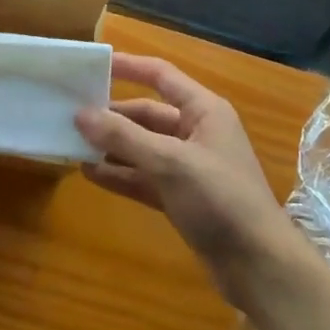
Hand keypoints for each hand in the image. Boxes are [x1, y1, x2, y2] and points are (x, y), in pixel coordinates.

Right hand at [77, 54, 299, 305]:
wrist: (258, 265)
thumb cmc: (220, 199)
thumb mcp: (170, 162)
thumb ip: (124, 137)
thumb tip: (81, 114)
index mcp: (204, 110)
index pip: (161, 75)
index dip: (129, 67)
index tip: (93, 65)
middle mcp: (196, 132)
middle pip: (147, 114)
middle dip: (113, 115)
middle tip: (71, 115)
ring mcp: (189, 167)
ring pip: (143, 148)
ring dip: (112, 146)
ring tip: (72, 144)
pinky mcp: (182, 198)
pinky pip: (145, 178)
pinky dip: (121, 175)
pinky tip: (90, 174)